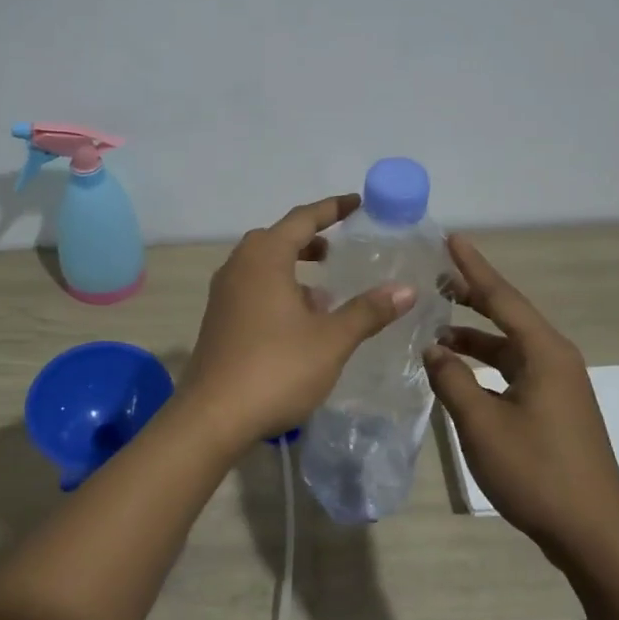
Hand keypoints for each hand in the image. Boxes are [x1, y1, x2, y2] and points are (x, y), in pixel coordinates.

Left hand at [180, 194, 415, 449]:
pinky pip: (252, 289)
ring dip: (293, 269)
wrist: (212, 416)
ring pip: (262, 267)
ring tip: (325, 292)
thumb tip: (406, 288)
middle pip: (276, 239)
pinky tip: (299, 322)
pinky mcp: (218, 320)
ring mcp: (223, 294)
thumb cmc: (276, 369)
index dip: (332, 209)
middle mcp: (238, 267)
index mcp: (264, 258)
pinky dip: (278, 291)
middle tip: (338, 249)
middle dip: (309, 240)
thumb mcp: (331, 340)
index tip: (357, 203)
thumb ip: (367, 311)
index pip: (301, 219)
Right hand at [424, 234, 618, 564]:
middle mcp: (555, 360)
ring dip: (474, 336)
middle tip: (437, 277)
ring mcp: (557, 386)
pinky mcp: (554, 410)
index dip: (473, 267)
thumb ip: (452, 379)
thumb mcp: (481, 423)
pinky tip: (459, 373)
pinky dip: (484, 364)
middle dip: (472, 296)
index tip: (451, 238)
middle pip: (508, 316)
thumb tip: (433, 349)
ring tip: (435, 329)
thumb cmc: (537, 471)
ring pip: (509, 347)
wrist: (594, 534)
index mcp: (544, 353)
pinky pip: (513, 370)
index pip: (502, 297)